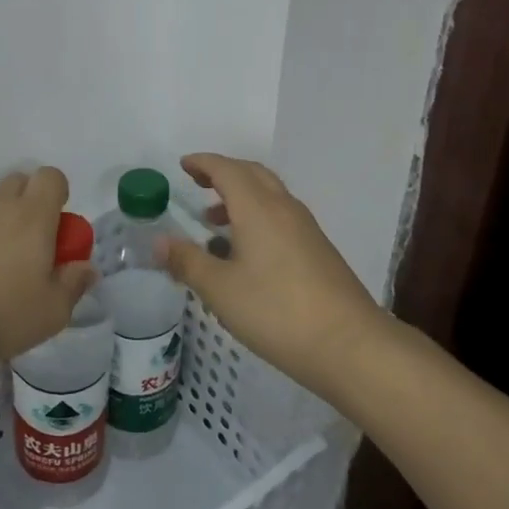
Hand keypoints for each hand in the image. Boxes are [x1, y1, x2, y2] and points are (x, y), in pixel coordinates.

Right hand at [156, 153, 383, 396]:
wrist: (350, 344)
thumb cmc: (276, 311)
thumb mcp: (220, 290)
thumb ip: (187, 261)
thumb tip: (159, 241)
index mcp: (258, 208)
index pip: (227, 170)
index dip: (203, 163)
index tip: (183, 165)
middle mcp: (284, 208)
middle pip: (252, 174)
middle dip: (223, 172)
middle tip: (197, 182)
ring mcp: (305, 229)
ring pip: (269, 195)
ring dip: (240, 197)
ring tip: (213, 222)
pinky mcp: (317, 250)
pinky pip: (281, 216)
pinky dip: (257, 216)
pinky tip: (245, 252)